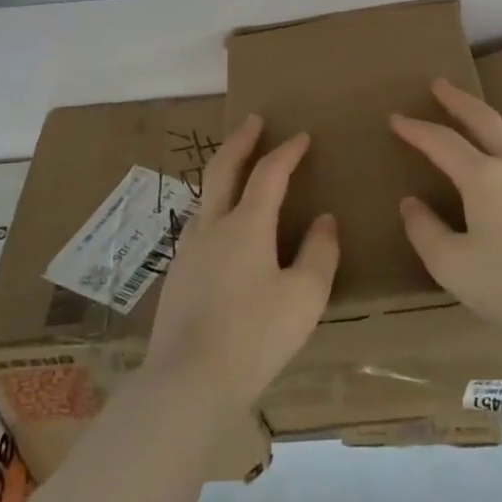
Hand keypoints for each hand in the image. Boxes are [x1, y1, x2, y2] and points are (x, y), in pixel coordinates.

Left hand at [145, 115, 338, 406]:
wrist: (188, 381)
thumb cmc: (255, 336)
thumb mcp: (304, 297)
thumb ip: (319, 253)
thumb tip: (324, 219)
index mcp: (246, 225)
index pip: (269, 173)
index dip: (287, 151)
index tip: (302, 136)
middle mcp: (213, 226)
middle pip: (223, 168)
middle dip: (241, 140)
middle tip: (254, 121)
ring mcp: (188, 249)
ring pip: (206, 196)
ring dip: (224, 172)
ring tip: (238, 168)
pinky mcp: (177, 274)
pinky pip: (199, 224)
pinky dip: (215, 206)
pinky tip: (222, 227)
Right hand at [390, 78, 501, 354]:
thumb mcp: (453, 266)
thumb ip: (426, 231)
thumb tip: (411, 204)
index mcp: (485, 178)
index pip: (442, 142)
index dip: (416, 129)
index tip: (395, 119)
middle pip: (484, 120)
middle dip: (458, 100)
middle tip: (439, 84)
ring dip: (482, 124)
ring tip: (467, 124)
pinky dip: (499, 151)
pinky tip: (498, 173)